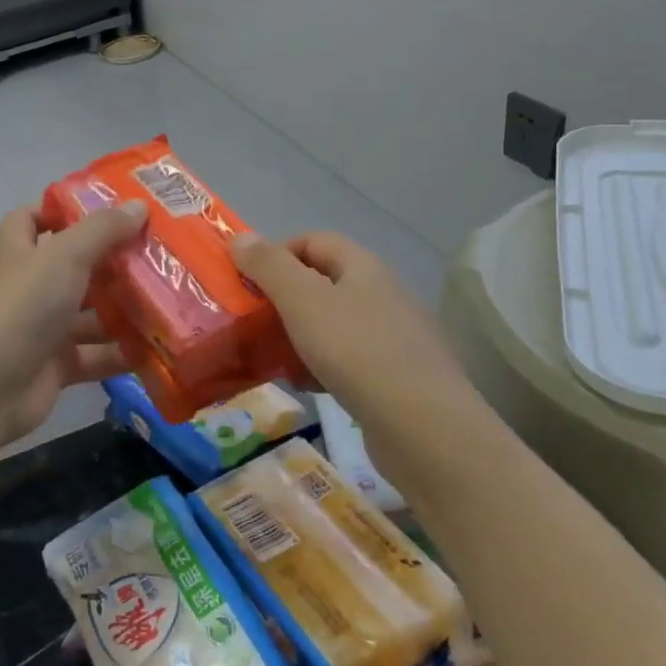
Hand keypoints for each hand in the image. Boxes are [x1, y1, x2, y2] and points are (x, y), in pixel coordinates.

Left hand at [0, 200, 147, 441]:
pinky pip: (95, 357)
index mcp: (22, 254)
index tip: (101, 209)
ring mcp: (42, 331)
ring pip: (89, 316)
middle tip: (158, 256)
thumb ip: (102, 230)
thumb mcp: (64, 256)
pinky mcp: (56, 369)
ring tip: (171, 302)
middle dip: (111, 264)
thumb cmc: (21, 307)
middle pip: (73, 269)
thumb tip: (139, 205)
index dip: (57, 211)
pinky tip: (158, 349)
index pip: (29, 220)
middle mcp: (31, 289)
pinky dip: (122, 355)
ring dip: (124, 311)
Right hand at [230, 231, 470, 409]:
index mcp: (363, 267)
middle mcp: (381, 294)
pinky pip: (347, 360)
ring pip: (332, 324)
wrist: (424, 428)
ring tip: (270, 356)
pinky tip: (304, 386)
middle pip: (322, 282)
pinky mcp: (394, 377)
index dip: (276, 252)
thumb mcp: (303, 301)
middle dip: (282, 298)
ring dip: (298, 335)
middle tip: (250, 319)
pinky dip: (319, 366)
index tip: (246, 280)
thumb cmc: (357, 351)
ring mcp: (392, 337)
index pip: (313, 240)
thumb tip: (241, 237)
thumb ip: (269, 266)